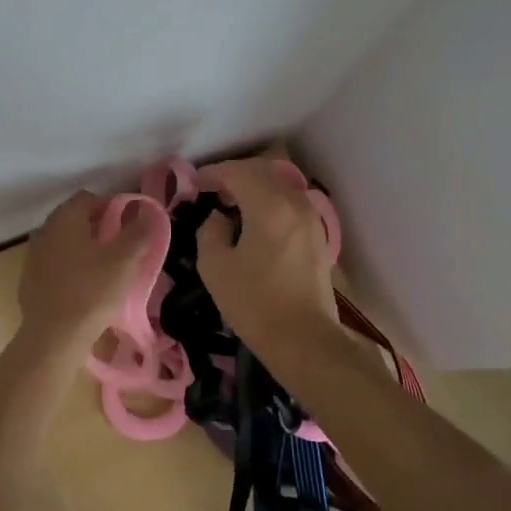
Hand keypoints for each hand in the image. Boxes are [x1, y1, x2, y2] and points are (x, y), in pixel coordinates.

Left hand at [17, 191, 152, 352]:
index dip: (111, 208)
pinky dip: (69, 271)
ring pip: (63, 244)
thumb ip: (139, 232)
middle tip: (120, 251)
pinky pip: (54, 266)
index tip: (128, 229)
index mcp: (64, 218)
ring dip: (82, 251)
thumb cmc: (92, 291)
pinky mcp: (28, 282)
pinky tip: (83, 291)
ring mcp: (33, 257)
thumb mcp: (124, 260)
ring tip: (104, 272)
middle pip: (75, 220)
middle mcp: (44, 231)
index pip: (89, 198)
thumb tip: (147, 212)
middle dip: (97, 230)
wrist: (53, 337)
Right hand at [195, 159, 337, 356]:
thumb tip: (219, 218)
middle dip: (233, 174)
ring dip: (253, 186)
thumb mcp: (215, 267)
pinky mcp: (317, 236)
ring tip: (230, 204)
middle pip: (262, 172)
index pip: (237, 173)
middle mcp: (294, 203)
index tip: (193, 184)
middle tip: (210, 189)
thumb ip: (210, 231)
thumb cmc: (255, 303)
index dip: (212, 174)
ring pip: (278, 185)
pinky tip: (254, 221)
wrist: (304, 339)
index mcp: (269, 206)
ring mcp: (310, 218)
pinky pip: (289, 202)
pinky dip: (268, 200)